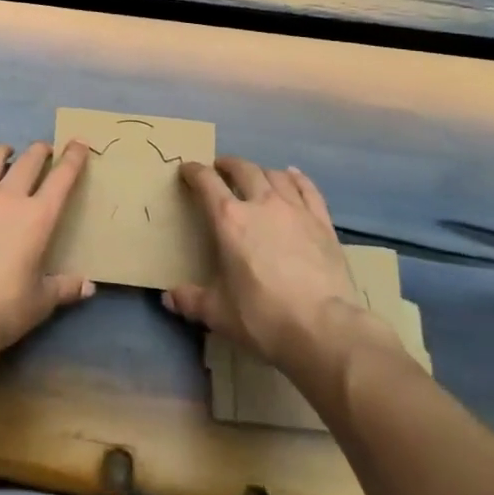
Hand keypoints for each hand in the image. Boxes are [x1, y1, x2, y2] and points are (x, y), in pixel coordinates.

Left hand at [0, 141, 94, 364]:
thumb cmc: (5, 308)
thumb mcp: (42, 301)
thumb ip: (65, 287)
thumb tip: (89, 285)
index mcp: (38, 217)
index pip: (62, 177)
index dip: (73, 157)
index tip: (79, 143)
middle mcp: (8, 198)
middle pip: (29, 160)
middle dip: (40, 151)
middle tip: (44, 152)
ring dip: (4, 152)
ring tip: (7, 153)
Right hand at [164, 157, 385, 375]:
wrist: (324, 329)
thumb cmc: (264, 317)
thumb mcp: (219, 313)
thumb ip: (192, 300)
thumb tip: (169, 298)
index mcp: (229, 219)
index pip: (206, 182)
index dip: (193, 171)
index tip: (187, 170)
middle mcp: (260, 203)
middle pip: (242, 169)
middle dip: (228, 165)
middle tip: (221, 168)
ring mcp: (294, 209)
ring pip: (274, 175)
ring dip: (260, 171)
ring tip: (255, 176)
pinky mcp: (322, 222)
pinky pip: (307, 189)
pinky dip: (296, 179)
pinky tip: (292, 177)